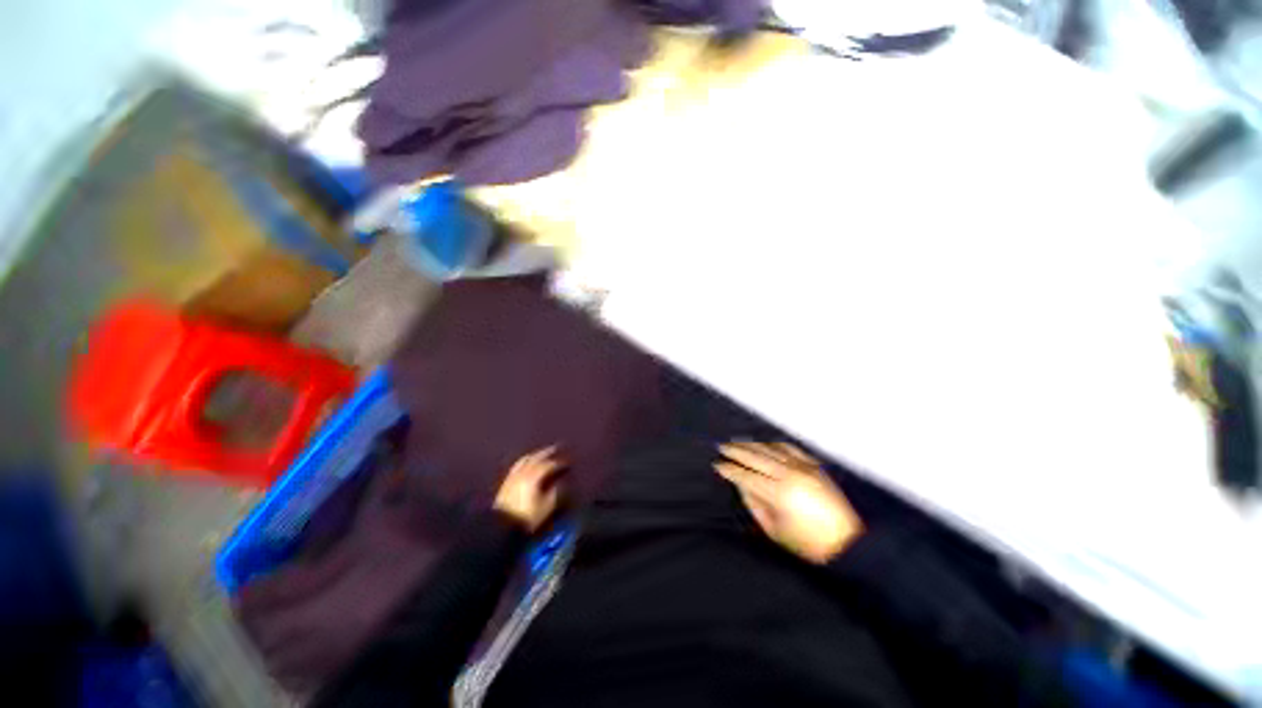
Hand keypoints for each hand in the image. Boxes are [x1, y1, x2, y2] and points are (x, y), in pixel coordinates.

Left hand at [494, 446, 564, 531]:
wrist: (501, 526)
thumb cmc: (526, 517)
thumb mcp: (545, 508)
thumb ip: (554, 494)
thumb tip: (559, 484)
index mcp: (534, 477)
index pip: (548, 465)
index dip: (558, 463)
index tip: (566, 463)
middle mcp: (523, 473)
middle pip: (536, 458)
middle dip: (546, 452)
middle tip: (555, 448)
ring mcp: (513, 476)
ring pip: (525, 460)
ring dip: (534, 455)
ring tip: (541, 453)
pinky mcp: (506, 481)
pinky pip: (517, 465)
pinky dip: (524, 461)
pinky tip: (526, 463)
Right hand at [715, 442, 863, 563]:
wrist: (847, 541)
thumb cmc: (807, 543)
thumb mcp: (774, 529)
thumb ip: (754, 503)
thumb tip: (740, 484)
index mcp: (778, 494)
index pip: (745, 476)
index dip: (729, 469)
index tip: (717, 465)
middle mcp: (789, 475)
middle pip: (755, 457)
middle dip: (735, 451)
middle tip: (721, 447)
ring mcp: (803, 467)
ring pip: (770, 448)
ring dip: (751, 444)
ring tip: (737, 442)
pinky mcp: (814, 465)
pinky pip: (789, 447)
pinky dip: (774, 444)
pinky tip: (765, 444)